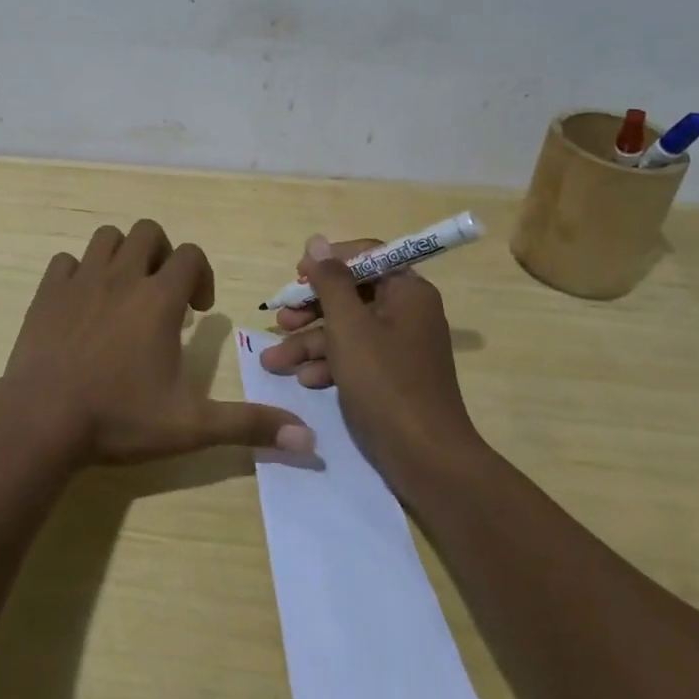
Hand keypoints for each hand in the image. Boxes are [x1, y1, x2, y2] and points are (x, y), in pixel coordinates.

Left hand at [2, 220, 313, 465]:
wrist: (42, 419)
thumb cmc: (119, 418)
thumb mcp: (191, 426)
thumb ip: (248, 424)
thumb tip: (309, 440)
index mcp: (159, 299)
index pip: (190, 255)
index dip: (201, 275)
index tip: (197, 312)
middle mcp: (122, 277)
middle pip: (148, 232)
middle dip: (162, 254)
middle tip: (162, 294)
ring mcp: (81, 280)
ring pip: (106, 238)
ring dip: (121, 255)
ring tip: (125, 292)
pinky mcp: (48, 292)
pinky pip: (66, 261)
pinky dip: (78, 272)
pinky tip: (82, 304)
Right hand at [260, 235, 477, 480]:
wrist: (425, 457)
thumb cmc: (385, 380)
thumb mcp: (348, 325)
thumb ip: (330, 280)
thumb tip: (316, 241)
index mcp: (407, 291)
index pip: (367, 256)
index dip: (329, 262)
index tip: (298, 275)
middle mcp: (407, 312)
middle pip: (351, 294)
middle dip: (311, 308)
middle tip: (280, 318)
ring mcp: (399, 346)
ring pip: (347, 329)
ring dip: (309, 341)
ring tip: (274, 360)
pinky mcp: (391, 376)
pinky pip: (355, 356)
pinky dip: (329, 364)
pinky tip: (304, 380)